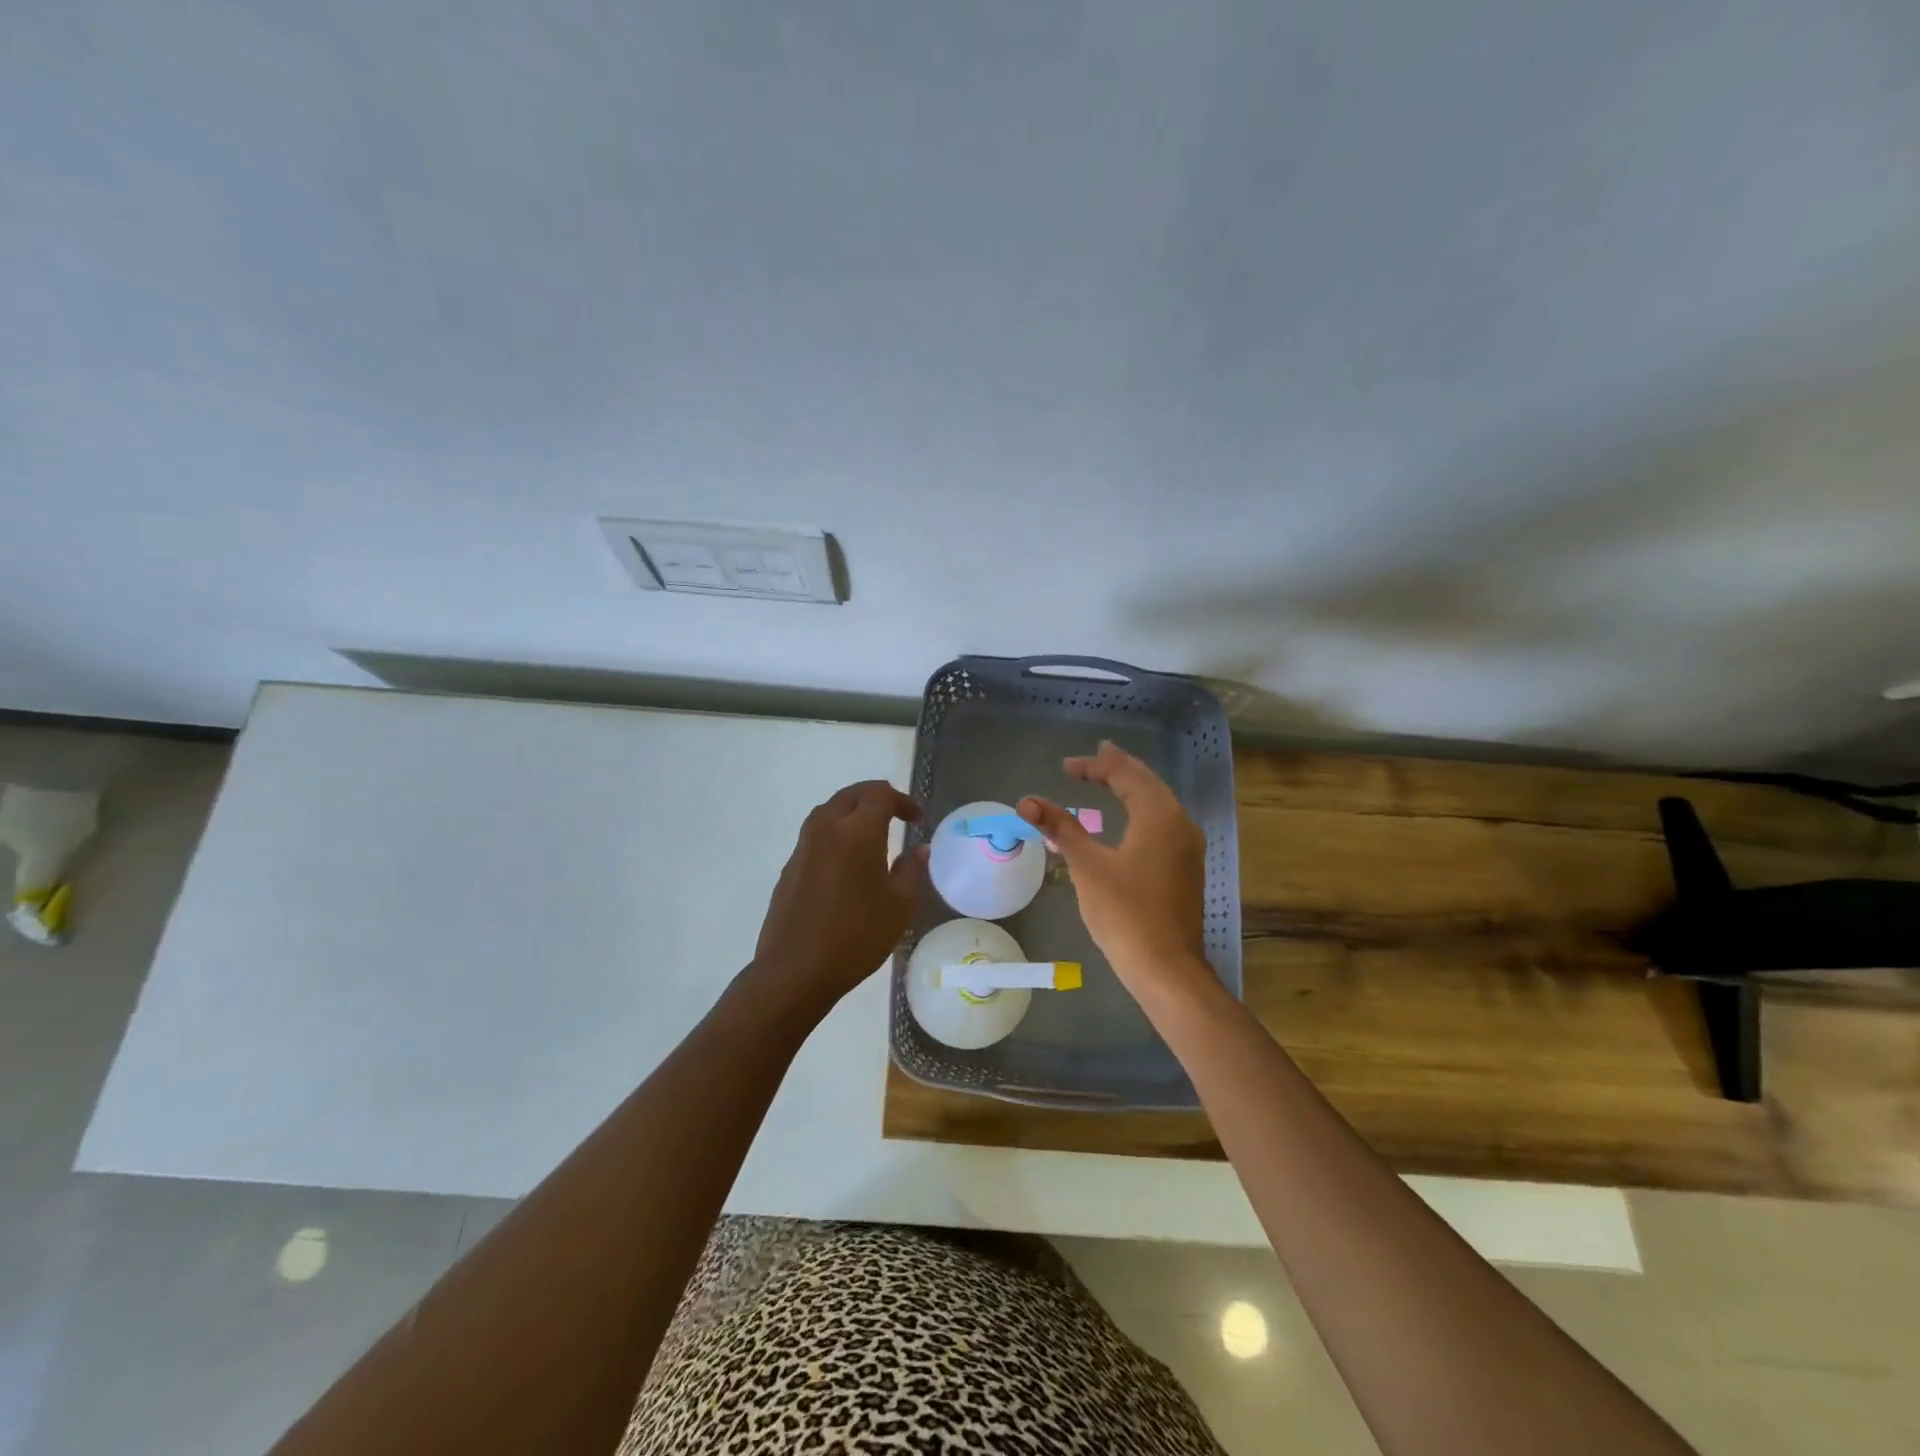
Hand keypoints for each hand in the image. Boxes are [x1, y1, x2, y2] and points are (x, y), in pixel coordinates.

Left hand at [750, 780, 927, 1012]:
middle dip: (877, 798)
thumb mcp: (899, 906)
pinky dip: (836, 835)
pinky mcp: (789, 867)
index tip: (917, 820)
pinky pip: (816, 836)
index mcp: (857, 831)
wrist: (795, 971)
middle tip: (897, 817)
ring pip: (830, 812)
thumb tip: (919, 849)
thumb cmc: (857, 936)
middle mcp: (826, 828)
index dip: (903, 800)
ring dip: (853, 814)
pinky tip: (847, 864)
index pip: (880, 793)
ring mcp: (803, 847)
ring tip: (873, 837)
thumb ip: (911, 870)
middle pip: (852, 795)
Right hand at [1017, 743, 1215, 1006]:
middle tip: (1097, 755)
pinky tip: (1130, 819)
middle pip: (1148, 783)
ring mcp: (1187, 847)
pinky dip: (1142, 810)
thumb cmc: (1125, 913)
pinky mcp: (1185, 868)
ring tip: (1111, 777)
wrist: (1167, 968)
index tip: (1066, 767)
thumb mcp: (1087, 867)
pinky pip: (1163, 823)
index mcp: (1159, 815)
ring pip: (1159, 803)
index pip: (1125, 776)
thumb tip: (1027, 801)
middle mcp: (1180, 823)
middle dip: (1120, 768)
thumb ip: (1061, 829)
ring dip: (1133, 787)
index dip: (1095, 767)